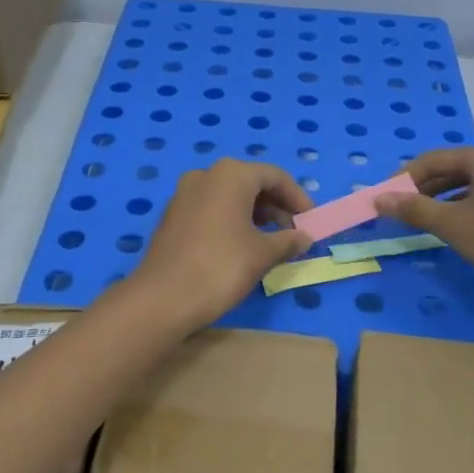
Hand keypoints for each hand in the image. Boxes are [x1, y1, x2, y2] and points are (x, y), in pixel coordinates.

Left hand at [127, 159, 313, 330]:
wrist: (163, 297)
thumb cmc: (221, 267)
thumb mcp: (263, 254)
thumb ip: (288, 241)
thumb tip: (304, 237)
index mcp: (231, 175)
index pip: (275, 176)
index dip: (297, 198)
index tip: (311, 221)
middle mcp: (206, 175)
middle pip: (251, 183)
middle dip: (276, 206)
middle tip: (293, 232)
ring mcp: (184, 194)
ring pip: (230, 196)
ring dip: (255, 214)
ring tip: (271, 242)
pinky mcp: (172, 215)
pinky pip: (211, 208)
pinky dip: (232, 220)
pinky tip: (241, 246)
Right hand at [373, 145, 473, 294]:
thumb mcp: (450, 223)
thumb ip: (414, 209)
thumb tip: (379, 200)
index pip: (433, 159)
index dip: (404, 177)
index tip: (384, 197)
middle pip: (451, 170)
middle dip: (422, 188)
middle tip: (398, 209)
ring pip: (467, 186)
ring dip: (440, 200)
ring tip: (419, 219)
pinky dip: (460, 209)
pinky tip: (449, 227)